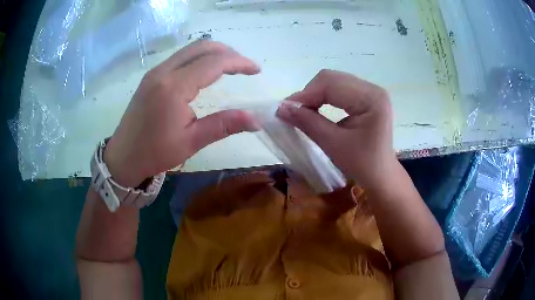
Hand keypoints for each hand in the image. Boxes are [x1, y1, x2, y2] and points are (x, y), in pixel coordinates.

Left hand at [104, 40, 259, 186]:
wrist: (123, 156)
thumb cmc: (155, 153)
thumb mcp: (191, 141)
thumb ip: (224, 125)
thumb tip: (256, 120)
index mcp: (174, 87)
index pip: (213, 62)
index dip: (239, 62)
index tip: (256, 70)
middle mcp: (164, 71)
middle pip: (202, 47)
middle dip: (228, 52)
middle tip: (244, 67)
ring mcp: (155, 71)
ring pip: (190, 49)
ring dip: (214, 53)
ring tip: (231, 67)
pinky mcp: (151, 76)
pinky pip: (180, 57)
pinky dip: (199, 58)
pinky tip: (206, 71)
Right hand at [276, 69, 395, 188]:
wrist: (380, 174)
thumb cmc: (361, 164)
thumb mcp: (333, 144)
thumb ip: (308, 122)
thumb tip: (280, 108)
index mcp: (371, 98)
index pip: (331, 85)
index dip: (305, 95)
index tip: (283, 109)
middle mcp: (373, 88)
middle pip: (332, 79)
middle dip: (309, 93)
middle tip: (292, 111)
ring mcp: (370, 91)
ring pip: (333, 81)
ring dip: (314, 94)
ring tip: (302, 111)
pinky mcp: (366, 96)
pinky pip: (339, 88)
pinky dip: (323, 97)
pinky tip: (316, 108)